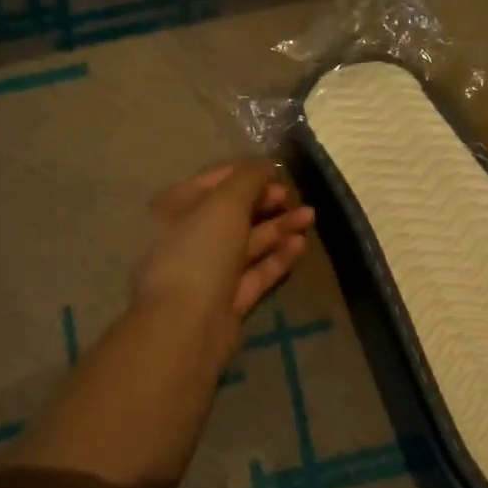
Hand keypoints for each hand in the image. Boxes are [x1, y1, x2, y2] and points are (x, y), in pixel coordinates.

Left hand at [132, 162, 314, 366]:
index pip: (215, 180)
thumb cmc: (199, 251)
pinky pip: (257, 271)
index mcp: (176, 208)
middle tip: (293, 196)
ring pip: (249, 242)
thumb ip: (249, 178)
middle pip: (234, 212)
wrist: (186, 324)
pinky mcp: (229, 298)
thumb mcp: (225, 203)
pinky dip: (278, 257)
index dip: (247, 173)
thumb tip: (267, 164)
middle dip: (266, 201)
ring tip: (310, 217)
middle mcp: (190, 236)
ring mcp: (210, 270)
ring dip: (279, 227)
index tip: (278, 171)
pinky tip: (301, 244)